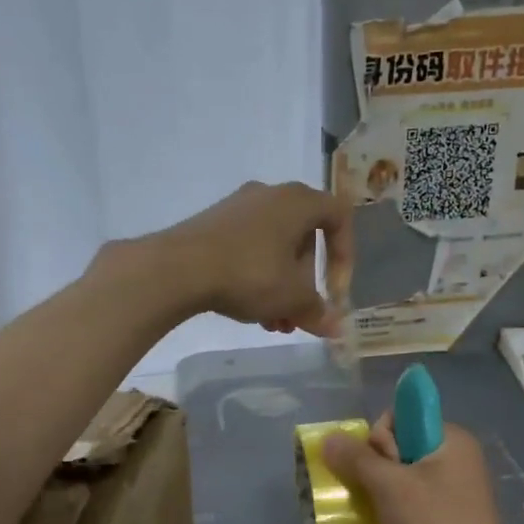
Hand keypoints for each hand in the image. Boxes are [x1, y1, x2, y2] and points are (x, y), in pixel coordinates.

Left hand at [144, 181, 351, 335]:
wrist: (178, 267)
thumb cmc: (249, 274)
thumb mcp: (291, 298)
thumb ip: (318, 311)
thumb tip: (336, 328)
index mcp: (298, 201)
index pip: (339, 217)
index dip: (345, 256)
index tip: (335, 291)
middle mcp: (270, 195)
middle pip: (303, 239)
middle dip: (305, 283)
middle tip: (299, 315)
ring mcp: (238, 207)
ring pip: (274, 250)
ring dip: (281, 288)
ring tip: (274, 324)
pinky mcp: (212, 224)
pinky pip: (248, 249)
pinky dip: (256, 278)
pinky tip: (248, 311)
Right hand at [322, 416, 523, 523]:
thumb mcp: (390, 485)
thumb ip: (356, 458)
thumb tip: (328, 438)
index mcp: (453, 441)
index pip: (403, 416)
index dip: (382, 437)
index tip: (382, 466)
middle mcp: (455, 464)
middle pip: (397, 449)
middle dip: (373, 468)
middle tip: (376, 496)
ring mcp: (449, 498)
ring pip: (397, 482)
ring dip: (374, 495)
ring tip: (366, 514)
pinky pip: (404, 509)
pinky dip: (386, 516)